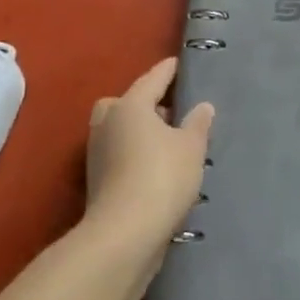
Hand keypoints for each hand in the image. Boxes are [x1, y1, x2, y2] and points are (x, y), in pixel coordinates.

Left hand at [86, 56, 213, 251]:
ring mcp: (98, 153)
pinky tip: (156, 167)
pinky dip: (134, 154)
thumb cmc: (162, 178)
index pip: (153, 79)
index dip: (168, 71)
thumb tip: (202, 106)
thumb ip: (198, 123)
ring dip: (139, 131)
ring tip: (168, 142)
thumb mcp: (191, 148)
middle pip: (126, 102)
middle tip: (170, 111)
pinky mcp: (97, 181)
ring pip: (120, 129)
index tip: (178, 63)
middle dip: (145, 103)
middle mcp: (108, 123)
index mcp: (130, 105)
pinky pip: (119, 154)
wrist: (123, 235)